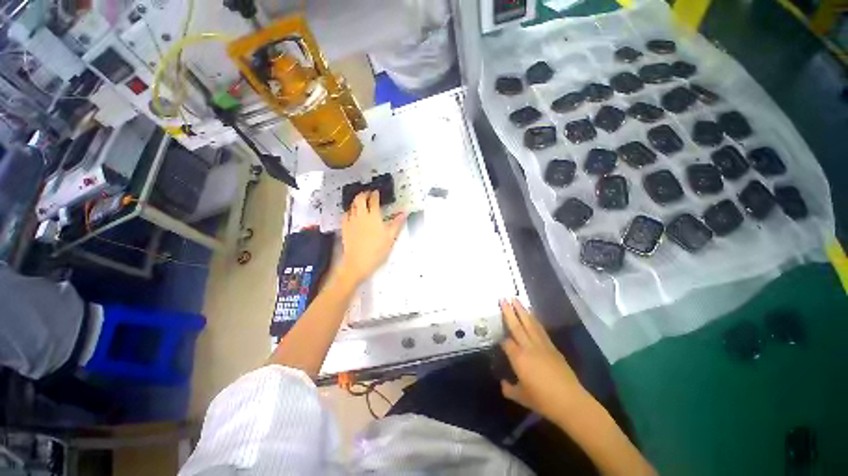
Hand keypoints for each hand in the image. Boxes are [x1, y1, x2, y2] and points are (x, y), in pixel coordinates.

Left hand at [339, 191, 405, 284]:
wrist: (358, 262)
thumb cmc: (377, 250)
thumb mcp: (390, 237)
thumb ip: (397, 223)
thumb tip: (404, 212)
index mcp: (374, 216)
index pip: (373, 200)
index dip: (375, 194)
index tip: (377, 192)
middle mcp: (361, 215)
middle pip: (360, 199)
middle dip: (364, 193)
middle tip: (368, 193)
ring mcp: (351, 221)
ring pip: (352, 205)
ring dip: (356, 200)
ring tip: (361, 201)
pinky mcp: (344, 227)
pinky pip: (346, 214)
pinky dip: (350, 210)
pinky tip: (352, 213)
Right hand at [499, 299, 588, 424]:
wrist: (571, 402)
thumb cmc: (543, 400)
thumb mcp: (522, 397)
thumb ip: (509, 389)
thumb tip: (503, 383)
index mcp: (519, 358)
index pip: (506, 342)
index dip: (501, 338)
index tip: (496, 333)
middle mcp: (528, 347)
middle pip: (516, 326)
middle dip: (509, 311)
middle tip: (503, 298)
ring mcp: (541, 345)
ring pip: (529, 323)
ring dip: (522, 310)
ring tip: (515, 299)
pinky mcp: (552, 347)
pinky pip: (540, 329)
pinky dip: (534, 319)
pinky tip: (531, 313)